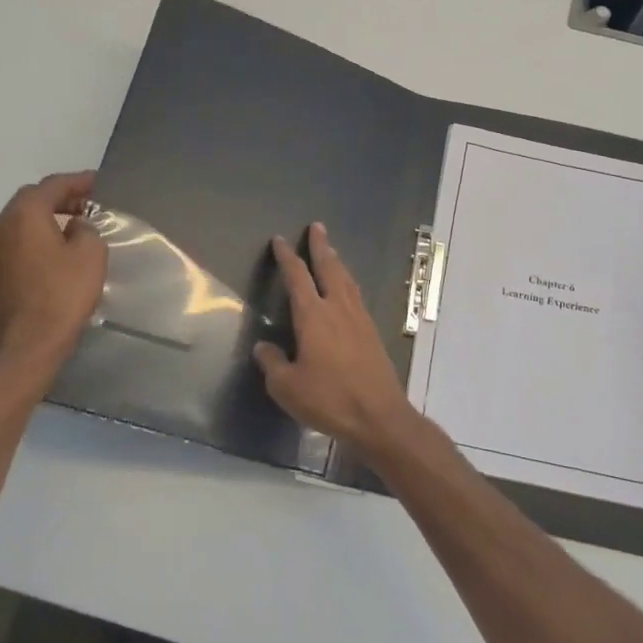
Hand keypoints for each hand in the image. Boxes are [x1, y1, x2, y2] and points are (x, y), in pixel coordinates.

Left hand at [0, 171, 107, 368]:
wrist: (25, 348)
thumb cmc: (62, 296)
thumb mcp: (90, 256)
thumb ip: (86, 230)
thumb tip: (75, 227)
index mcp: (23, 216)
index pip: (51, 186)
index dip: (78, 181)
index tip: (98, 182)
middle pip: (29, 202)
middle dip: (58, 200)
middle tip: (86, 206)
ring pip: (18, 227)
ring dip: (43, 223)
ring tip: (69, 232)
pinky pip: (12, 250)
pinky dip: (32, 245)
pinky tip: (50, 260)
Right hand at [253, 222, 418, 453]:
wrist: (378, 416)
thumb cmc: (329, 399)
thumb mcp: (287, 387)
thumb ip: (273, 363)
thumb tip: (264, 348)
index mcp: (313, 316)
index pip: (297, 277)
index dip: (287, 257)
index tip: (280, 240)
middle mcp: (338, 309)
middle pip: (329, 268)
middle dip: (321, 246)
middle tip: (317, 227)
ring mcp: (359, 319)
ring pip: (347, 280)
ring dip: (337, 262)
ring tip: (332, 251)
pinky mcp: (372, 333)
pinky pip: (357, 296)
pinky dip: (348, 283)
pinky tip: (347, 289)